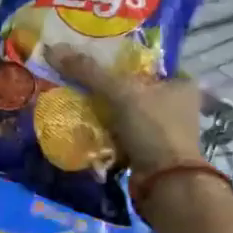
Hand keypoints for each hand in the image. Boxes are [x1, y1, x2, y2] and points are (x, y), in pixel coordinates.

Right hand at [54, 49, 204, 173]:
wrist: (165, 183)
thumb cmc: (153, 128)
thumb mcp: (120, 92)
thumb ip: (88, 71)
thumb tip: (51, 49)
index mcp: (181, 83)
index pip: (145, 62)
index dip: (118, 58)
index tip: (90, 57)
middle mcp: (177, 105)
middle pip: (132, 87)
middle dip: (106, 86)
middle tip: (76, 79)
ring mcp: (164, 131)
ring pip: (124, 112)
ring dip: (103, 111)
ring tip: (73, 100)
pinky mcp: (150, 152)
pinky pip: (121, 133)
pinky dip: (104, 131)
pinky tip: (83, 125)